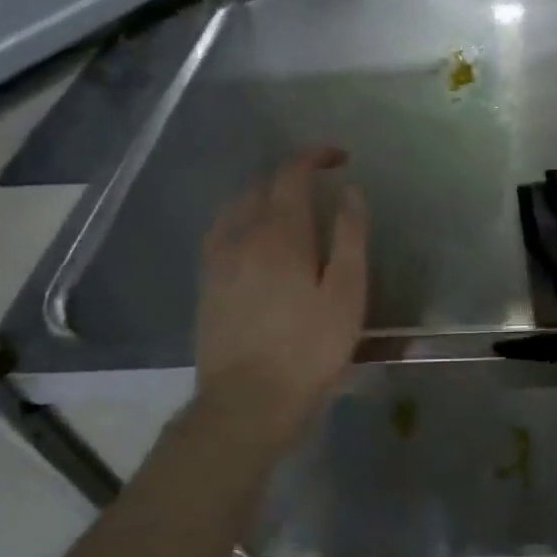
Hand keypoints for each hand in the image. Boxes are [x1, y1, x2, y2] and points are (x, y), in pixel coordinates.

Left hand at [194, 148, 366, 429]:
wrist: (248, 400)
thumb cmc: (310, 348)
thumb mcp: (346, 293)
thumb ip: (349, 237)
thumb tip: (350, 192)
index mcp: (281, 234)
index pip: (291, 173)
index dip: (314, 156)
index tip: (340, 156)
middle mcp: (243, 235)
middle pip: (261, 184)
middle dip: (291, 172)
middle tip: (321, 181)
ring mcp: (218, 259)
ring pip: (236, 205)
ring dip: (264, 192)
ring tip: (289, 205)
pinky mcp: (207, 283)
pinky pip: (221, 230)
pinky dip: (241, 217)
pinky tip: (253, 236)